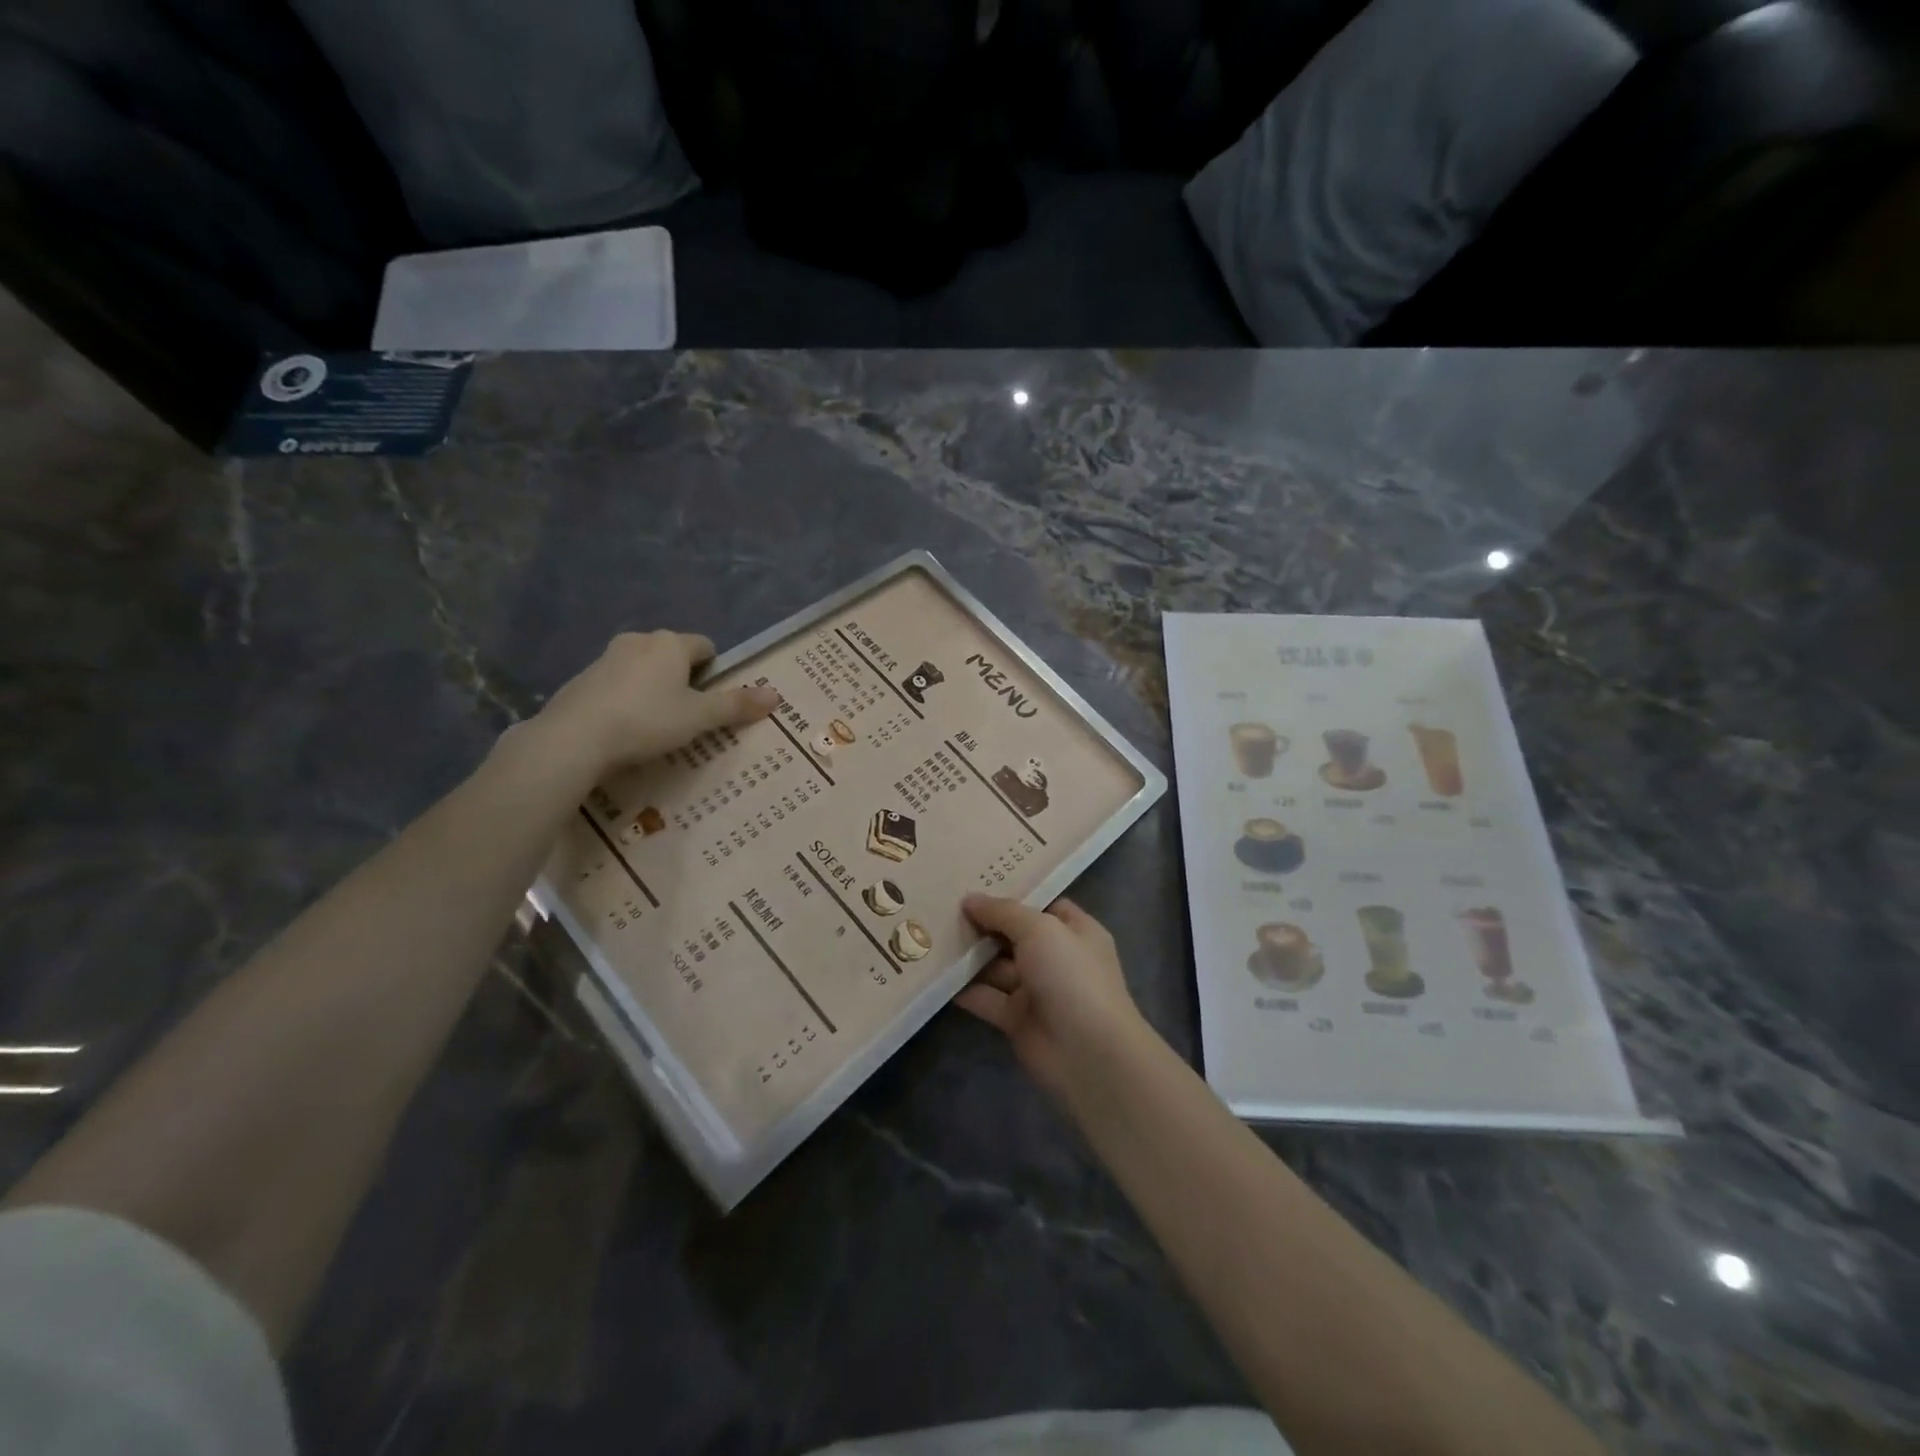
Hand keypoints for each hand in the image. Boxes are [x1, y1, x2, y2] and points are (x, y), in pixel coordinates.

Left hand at [534, 631, 778, 774]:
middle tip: (689, 715)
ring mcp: (606, 658)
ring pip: (643, 669)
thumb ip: (736, 705)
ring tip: (656, 726)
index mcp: (670, 644)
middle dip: (683, 679)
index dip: (715, 671)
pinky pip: (617, 685)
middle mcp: (639, 641)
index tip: (713, 700)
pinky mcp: (582, 680)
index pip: (705, 646)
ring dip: (653, 689)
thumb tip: (776, 695)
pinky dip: (626, 701)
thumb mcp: (699, 717)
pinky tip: (626, 730)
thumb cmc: (647, 720)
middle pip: (672, 655)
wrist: (575, 737)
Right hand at [954, 894, 1146, 1100]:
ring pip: (998, 967)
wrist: (1088, 1054)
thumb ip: (1003, 912)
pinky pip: (988, 998)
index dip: (1013, 895)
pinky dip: (965, 989)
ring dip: (970, 956)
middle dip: (984, 923)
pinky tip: (936, 974)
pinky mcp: (1018, 1020)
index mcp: (1075, 931)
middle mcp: (1058, 958)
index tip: (977, 883)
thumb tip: (970, 899)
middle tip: (943, 906)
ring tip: (933, 936)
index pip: (1043, 905)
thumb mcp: (1039, 929)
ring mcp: (1038, 990)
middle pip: (1015, 935)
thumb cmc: (1071, 976)